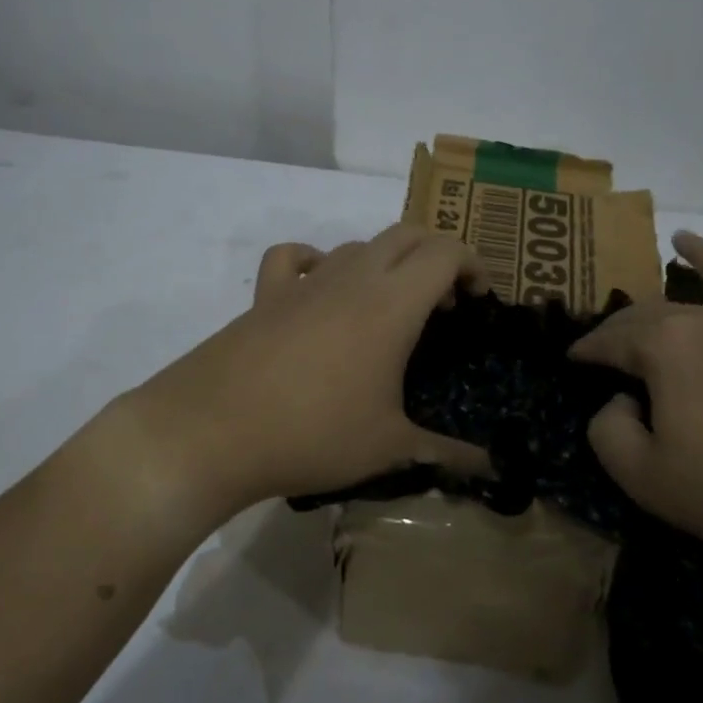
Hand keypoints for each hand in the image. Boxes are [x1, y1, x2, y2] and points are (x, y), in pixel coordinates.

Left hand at [115, 225, 490, 520]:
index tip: (480, 299)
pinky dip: (317, 261)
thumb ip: (445, 453)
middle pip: (406, 234)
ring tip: (391, 305)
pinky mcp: (265, 295)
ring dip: (386, 262)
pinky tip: (320, 288)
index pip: (444, 252)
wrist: (212, 431)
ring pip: (358, 244)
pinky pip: (294, 257)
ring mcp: (305, 282)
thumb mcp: (388, 448)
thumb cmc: (313, 434)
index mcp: (391, 304)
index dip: (473, 265)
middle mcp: (351, 277)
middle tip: (445, 301)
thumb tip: (489, 469)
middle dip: (436, 255)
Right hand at [569, 231, 702, 613]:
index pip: (614, 337)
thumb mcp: (644, 478)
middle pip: (660, 306)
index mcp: (669, 346)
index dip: (588, 348)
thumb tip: (624, 400)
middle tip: (613, 336)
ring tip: (683, 240)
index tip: (573, 359)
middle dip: (628, 318)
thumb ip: (609, 431)